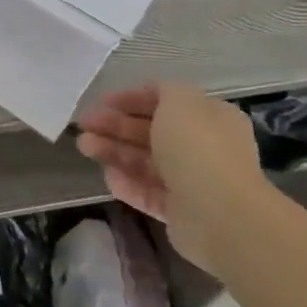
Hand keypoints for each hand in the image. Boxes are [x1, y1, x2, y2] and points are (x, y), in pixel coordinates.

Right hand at [74, 81, 269, 274]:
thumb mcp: (181, 101)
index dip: (132, 99)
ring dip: (113, 151)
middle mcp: (202, 148)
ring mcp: (191, 181)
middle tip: (84, 124)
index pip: (166, 103)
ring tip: (84, 147)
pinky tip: (107, 177)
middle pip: (150, 132)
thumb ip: (163, 91)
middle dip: (115, 126)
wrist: (222, 215)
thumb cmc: (198, 148)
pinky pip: (148, 193)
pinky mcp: (180, 212)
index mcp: (209, 119)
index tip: (103, 101)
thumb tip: (153, 96)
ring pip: (144, 161)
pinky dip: (127, 183)